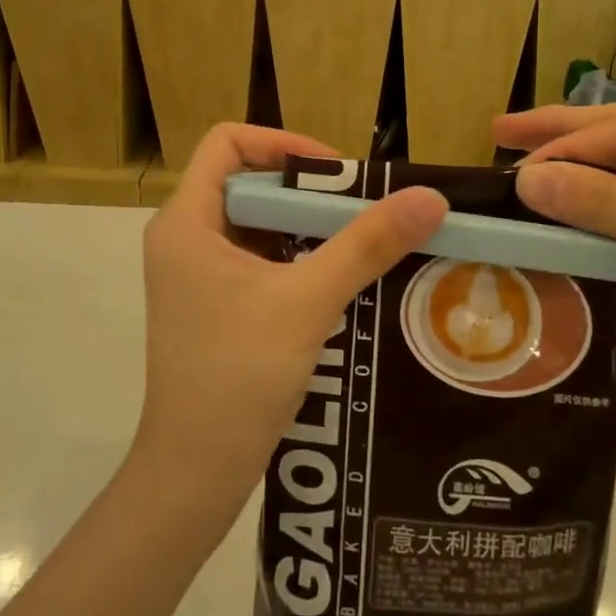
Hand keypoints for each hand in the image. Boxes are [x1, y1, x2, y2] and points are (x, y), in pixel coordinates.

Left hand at [135, 126, 446, 512]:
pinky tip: (341, 276)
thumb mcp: (308, 301)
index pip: (227, 142)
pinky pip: (259, 258)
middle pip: (248, 181)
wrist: (196, 472)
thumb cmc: (238, 376)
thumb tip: (430, 196)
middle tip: (364, 207)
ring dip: (308, 225)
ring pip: (257, 223)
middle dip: (308, 189)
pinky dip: (298, 256)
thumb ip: (367, 244)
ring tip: (362, 238)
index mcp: (185, 222)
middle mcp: (184, 237)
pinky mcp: (213, 304)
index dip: (283, 143)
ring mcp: (196, 274)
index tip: (336, 172)